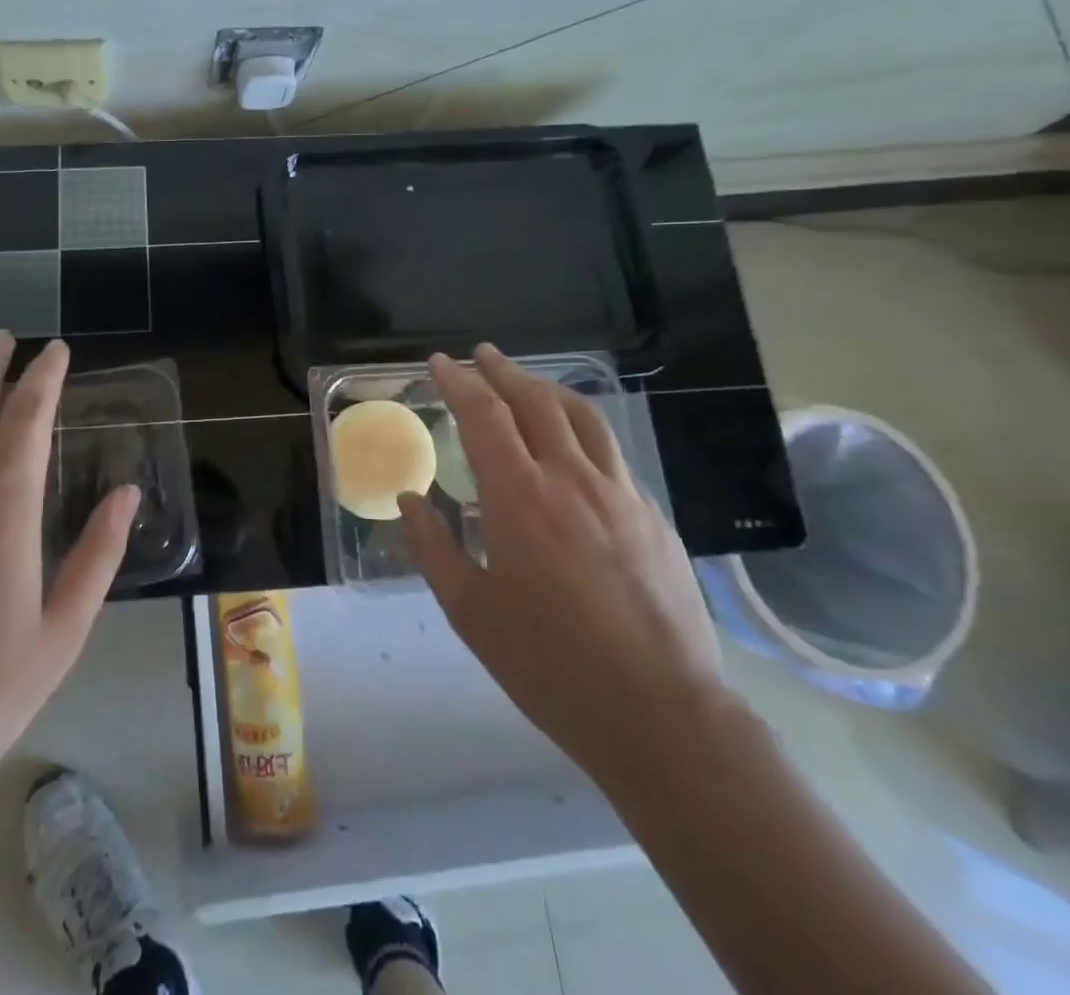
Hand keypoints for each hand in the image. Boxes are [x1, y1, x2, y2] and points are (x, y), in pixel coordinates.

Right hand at [400, 344, 730, 783]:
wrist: (661, 715)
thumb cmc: (549, 665)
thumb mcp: (470, 612)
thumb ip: (433, 547)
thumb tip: (408, 499)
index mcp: (520, 498)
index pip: (484, 415)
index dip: (459, 382)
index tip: (441, 362)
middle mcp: (571, 479)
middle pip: (535, 401)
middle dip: (503, 370)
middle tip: (481, 354)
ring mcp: (620, 494)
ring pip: (582, 417)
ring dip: (547, 388)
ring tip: (526, 381)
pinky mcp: (652, 516)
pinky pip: (611, 453)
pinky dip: (582, 428)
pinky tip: (574, 444)